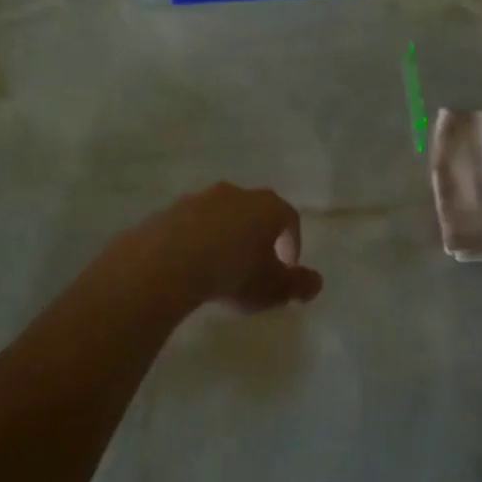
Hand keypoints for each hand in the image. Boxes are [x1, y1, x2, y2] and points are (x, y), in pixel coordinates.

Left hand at [139, 182, 323, 313]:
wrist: (166, 262)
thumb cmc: (231, 272)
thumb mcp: (271, 288)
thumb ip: (297, 285)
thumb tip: (316, 283)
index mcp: (267, 206)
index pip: (289, 218)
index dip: (292, 243)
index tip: (287, 268)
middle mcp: (237, 194)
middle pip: (255, 212)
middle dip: (258, 237)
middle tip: (255, 267)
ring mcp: (201, 198)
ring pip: (222, 215)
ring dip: (226, 237)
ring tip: (220, 268)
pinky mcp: (171, 211)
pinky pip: (192, 225)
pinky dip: (197, 241)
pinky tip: (191, 266)